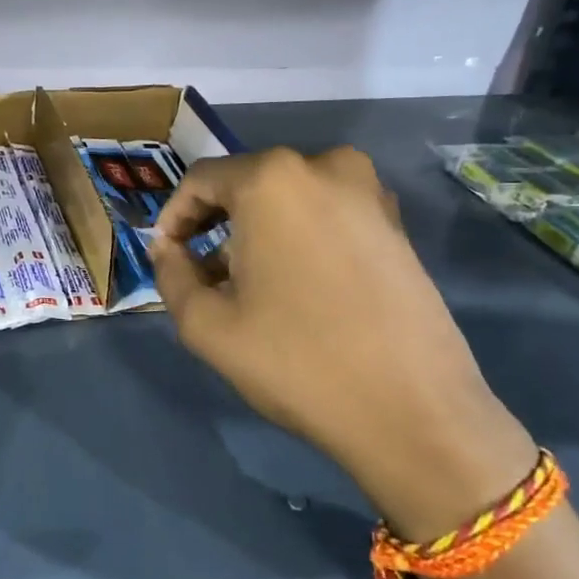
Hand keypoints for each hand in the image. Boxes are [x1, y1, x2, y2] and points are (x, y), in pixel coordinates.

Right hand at [150, 148, 535, 538]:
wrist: (412, 411)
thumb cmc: (295, 360)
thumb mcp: (205, 324)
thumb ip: (170, 274)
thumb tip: (168, 250)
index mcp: (272, 179)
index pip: (200, 179)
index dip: (174, 217)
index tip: (166, 256)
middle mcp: (324, 166)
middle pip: (246, 184)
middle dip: (215, 225)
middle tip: (201, 275)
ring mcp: (369, 192)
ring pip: (287, 199)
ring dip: (256, 232)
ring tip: (246, 285)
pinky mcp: (396, 224)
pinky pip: (326, 214)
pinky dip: (297, 237)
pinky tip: (293, 287)